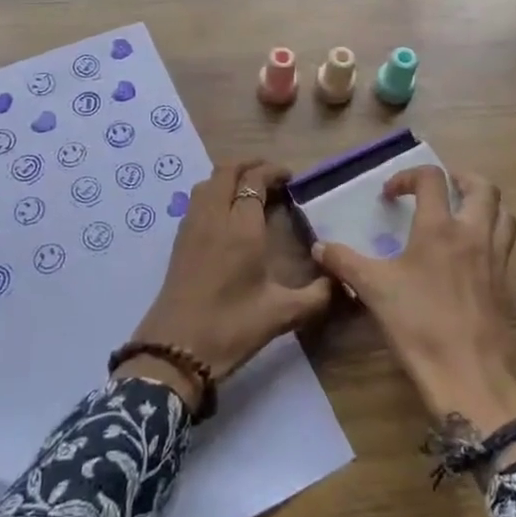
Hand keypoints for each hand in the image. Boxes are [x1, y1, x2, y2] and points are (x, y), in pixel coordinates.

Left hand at [119, 161, 333, 410]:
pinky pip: (196, 200)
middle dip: (249, 166)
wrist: (174, 350)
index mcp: (241, 227)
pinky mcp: (179, 241)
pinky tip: (226, 216)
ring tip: (248, 192)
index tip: (290, 178)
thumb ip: (316, 296)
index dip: (272, 171)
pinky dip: (213, 193)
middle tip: (271, 178)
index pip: (254, 180)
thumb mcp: (281, 315)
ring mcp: (192, 226)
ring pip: (207, 183)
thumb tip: (341, 283)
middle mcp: (214, 217)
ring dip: (228, 177)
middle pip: (227, 171)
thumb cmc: (230, 327)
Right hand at [312, 167, 515, 435]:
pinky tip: (470, 255)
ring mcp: (496, 259)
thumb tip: (319, 247)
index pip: (432, 179)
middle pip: (483, 187)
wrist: (469, 377)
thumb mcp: (373, 291)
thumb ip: (344, 263)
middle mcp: (473, 234)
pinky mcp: (506, 284)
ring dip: (483, 204)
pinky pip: (505, 245)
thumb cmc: (419, 326)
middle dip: (460, 178)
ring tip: (462, 213)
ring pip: (503, 213)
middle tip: (440, 188)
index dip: (408, 176)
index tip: (390, 195)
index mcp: (440, 229)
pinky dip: (492, 236)